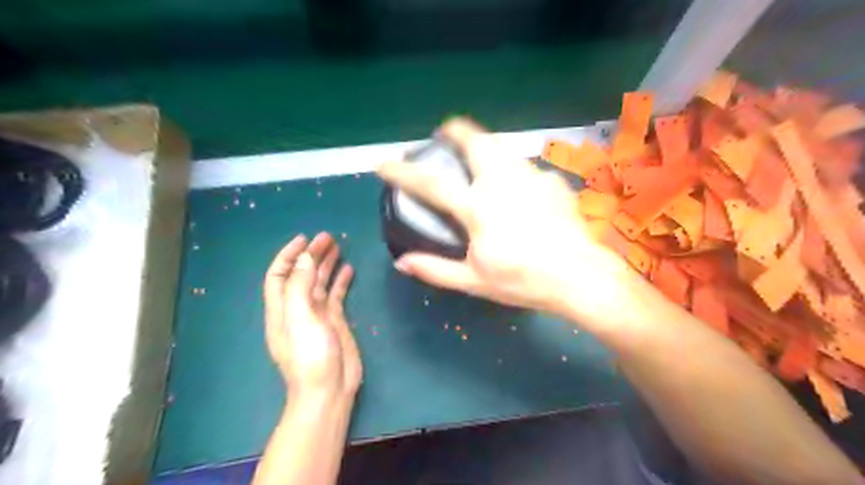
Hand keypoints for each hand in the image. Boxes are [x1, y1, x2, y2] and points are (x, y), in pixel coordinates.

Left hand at [261, 233, 359, 398]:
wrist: (329, 389)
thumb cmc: (310, 356)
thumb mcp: (301, 319)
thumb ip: (300, 287)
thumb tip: (305, 258)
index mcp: (282, 308)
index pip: (279, 274)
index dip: (289, 255)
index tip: (305, 239)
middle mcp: (297, 308)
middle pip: (301, 275)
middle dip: (311, 254)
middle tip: (328, 237)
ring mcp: (317, 315)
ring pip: (319, 282)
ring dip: (325, 264)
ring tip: (338, 246)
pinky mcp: (334, 321)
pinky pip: (335, 294)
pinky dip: (340, 281)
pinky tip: (348, 269)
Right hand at [378, 119, 629, 319]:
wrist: (579, 276)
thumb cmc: (523, 281)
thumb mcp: (474, 281)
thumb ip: (435, 269)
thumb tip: (402, 263)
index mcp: (477, 206)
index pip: (430, 183)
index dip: (402, 171)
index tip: (384, 163)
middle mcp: (502, 181)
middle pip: (474, 141)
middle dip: (455, 130)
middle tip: (445, 131)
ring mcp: (530, 176)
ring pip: (502, 148)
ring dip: (485, 146)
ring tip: (479, 156)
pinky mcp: (553, 180)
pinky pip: (526, 168)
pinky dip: (514, 171)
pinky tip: (519, 188)